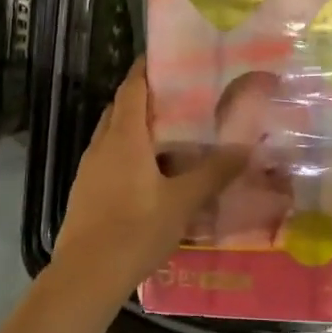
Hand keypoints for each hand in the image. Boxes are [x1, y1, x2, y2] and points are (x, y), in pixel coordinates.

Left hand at [51, 62, 246, 310]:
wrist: (87, 274)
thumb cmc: (136, 229)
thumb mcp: (183, 201)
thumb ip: (214, 173)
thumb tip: (246, 147)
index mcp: (124, 138)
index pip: (132, 88)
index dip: (146, 70)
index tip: (166, 58)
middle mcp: (102, 145)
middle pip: (120, 108)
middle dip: (144, 98)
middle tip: (178, 97)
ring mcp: (89, 169)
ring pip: (112, 134)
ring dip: (135, 127)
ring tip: (169, 133)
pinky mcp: (85, 191)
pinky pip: (108, 158)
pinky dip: (127, 152)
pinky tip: (150, 173)